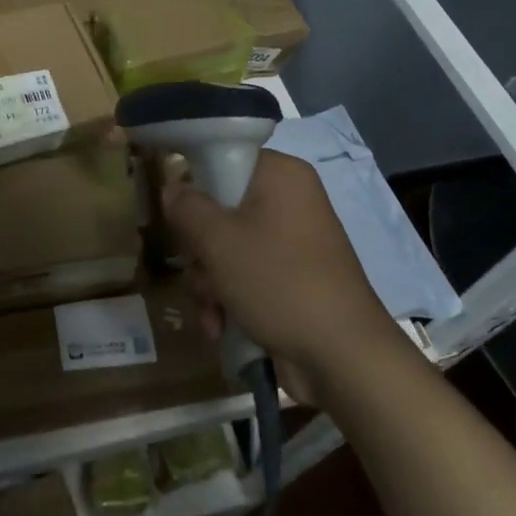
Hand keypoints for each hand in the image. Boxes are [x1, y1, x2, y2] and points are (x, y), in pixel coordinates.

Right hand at [162, 150, 390, 385]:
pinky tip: (221, 326)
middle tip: (197, 270)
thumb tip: (172, 188)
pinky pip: (247, 274)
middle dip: (200, 250)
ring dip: (209, 281)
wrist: (342, 357)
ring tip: (212, 310)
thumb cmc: (278, 281)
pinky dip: (230, 298)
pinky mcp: (293, 277)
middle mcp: (290, 201)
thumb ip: (186, 207)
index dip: (195, 183)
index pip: (224, 158)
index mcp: (281, 175)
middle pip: (221, 208)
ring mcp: (293, 242)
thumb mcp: (218, 240)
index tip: (179, 214)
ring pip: (228, 247)